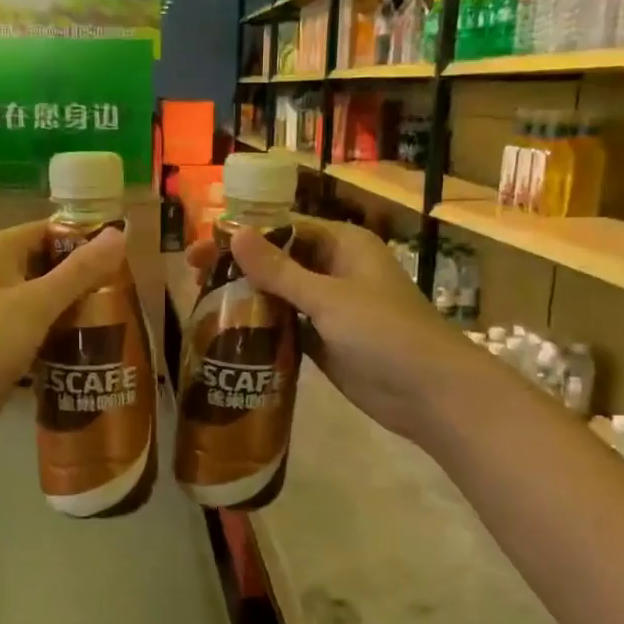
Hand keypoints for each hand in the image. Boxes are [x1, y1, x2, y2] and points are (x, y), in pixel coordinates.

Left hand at [0, 220, 129, 464]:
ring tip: (121, 324)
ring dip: (77, 314)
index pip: (51, 231)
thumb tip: (119, 234)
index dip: (88, 240)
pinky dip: (61, 341)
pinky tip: (94, 353)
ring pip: (46, 305)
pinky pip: (38, 336)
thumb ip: (79, 272)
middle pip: (51, 268)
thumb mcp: (35, 303)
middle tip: (130, 296)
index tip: (127, 257)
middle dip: (87, 281)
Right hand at [186, 218, 475, 444]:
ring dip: (248, 298)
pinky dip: (263, 328)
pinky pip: (287, 326)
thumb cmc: (385, 334)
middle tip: (194, 279)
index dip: (241, 237)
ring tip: (203, 305)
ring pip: (280, 295)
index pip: (282, 230)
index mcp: (343, 245)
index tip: (201, 250)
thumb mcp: (328, 298)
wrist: (429, 393)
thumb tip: (234, 233)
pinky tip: (229, 334)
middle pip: (278, 261)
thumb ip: (279, 270)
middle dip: (239, 268)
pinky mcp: (326, 341)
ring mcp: (331, 308)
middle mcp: (335, 270)